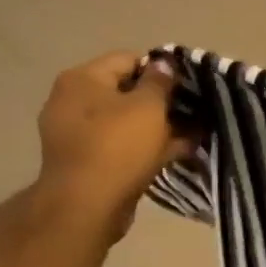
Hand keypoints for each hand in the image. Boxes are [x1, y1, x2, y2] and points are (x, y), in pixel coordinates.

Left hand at [32, 52, 195, 242]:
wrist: (87, 207)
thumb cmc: (117, 146)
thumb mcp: (148, 107)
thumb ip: (160, 81)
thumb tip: (164, 63)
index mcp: (82, 79)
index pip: (128, 59)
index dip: (160, 69)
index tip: (187, 84)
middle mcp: (72, 101)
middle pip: (126, 91)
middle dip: (161, 101)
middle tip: (192, 111)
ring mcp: (77, 134)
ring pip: (127, 122)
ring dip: (158, 127)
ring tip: (193, 134)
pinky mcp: (87, 162)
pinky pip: (122, 145)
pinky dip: (147, 147)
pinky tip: (177, 153)